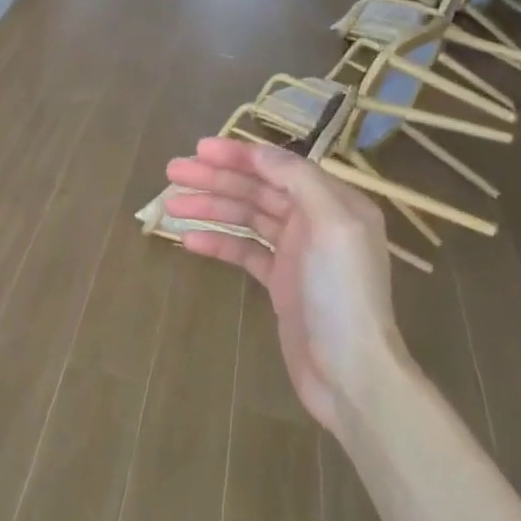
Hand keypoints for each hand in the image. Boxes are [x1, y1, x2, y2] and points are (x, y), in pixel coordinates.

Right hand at [163, 138, 408, 431]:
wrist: (349, 371)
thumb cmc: (342, 294)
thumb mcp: (330, 225)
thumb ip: (298, 182)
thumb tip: (261, 154)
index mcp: (334, 203)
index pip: (280, 168)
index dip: (239, 156)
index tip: (199, 149)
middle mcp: (316, 222)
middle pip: (259, 190)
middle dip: (217, 178)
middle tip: (172, 172)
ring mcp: (297, 254)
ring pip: (247, 219)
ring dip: (211, 208)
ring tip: (171, 205)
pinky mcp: (280, 284)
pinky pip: (244, 252)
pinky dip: (218, 243)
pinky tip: (188, 240)